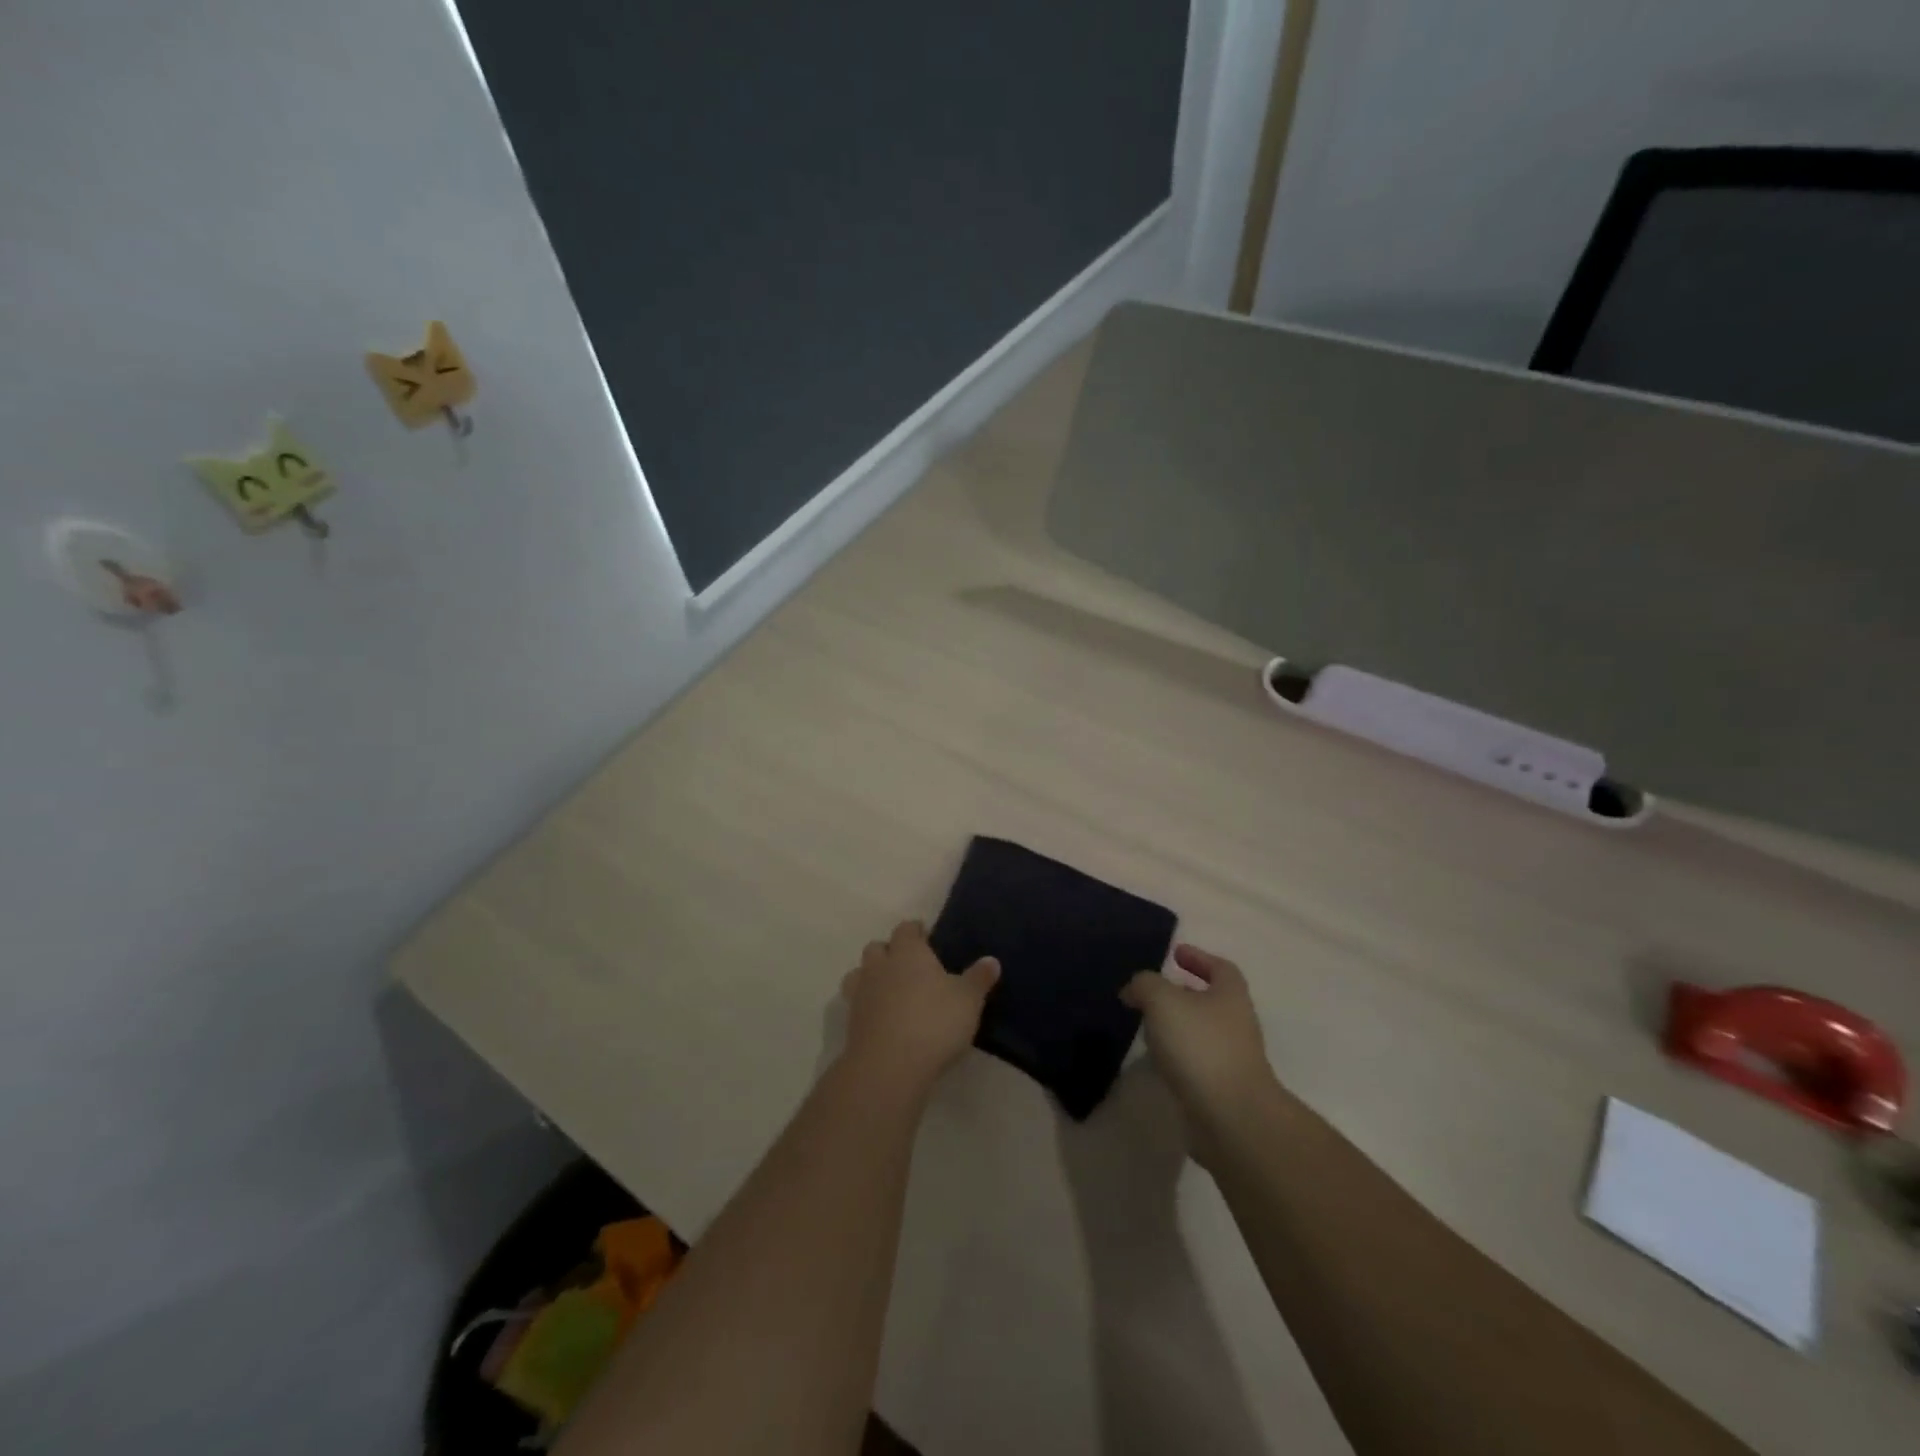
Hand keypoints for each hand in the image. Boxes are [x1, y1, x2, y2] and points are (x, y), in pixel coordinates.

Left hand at [839, 920, 998, 1096]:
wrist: (889, 1066)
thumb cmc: (934, 1022)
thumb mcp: (968, 1000)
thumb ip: (979, 978)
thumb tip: (992, 960)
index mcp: (908, 952)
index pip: (906, 929)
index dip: (915, 931)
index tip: (926, 937)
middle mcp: (880, 966)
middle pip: (877, 947)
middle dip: (890, 952)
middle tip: (909, 966)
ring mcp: (861, 994)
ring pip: (859, 974)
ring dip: (871, 977)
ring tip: (890, 991)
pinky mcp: (851, 1023)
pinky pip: (856, 1004)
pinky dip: (867, 1006)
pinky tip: (883, 1019)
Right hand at [1121, 945, 1277, 1157]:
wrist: (1231, 1118)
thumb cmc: (1200, 1046)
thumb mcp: (1162, 1000)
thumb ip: (1144, 985)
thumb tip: (1133, 990)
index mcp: (1230, 995)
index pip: (1220, 967)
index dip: (1199, 957)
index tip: (1175, 954)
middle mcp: (1236, 1023)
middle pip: (1210, 1000)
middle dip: (1182, 994)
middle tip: (1151, 993)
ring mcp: (1232, 1059)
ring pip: (1200, 1032)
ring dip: (1176, 1026)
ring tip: (1145, 1027)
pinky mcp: (1221, 1089)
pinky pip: (1195, 1062)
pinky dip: (1176, 1056)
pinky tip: (1155, 1061)